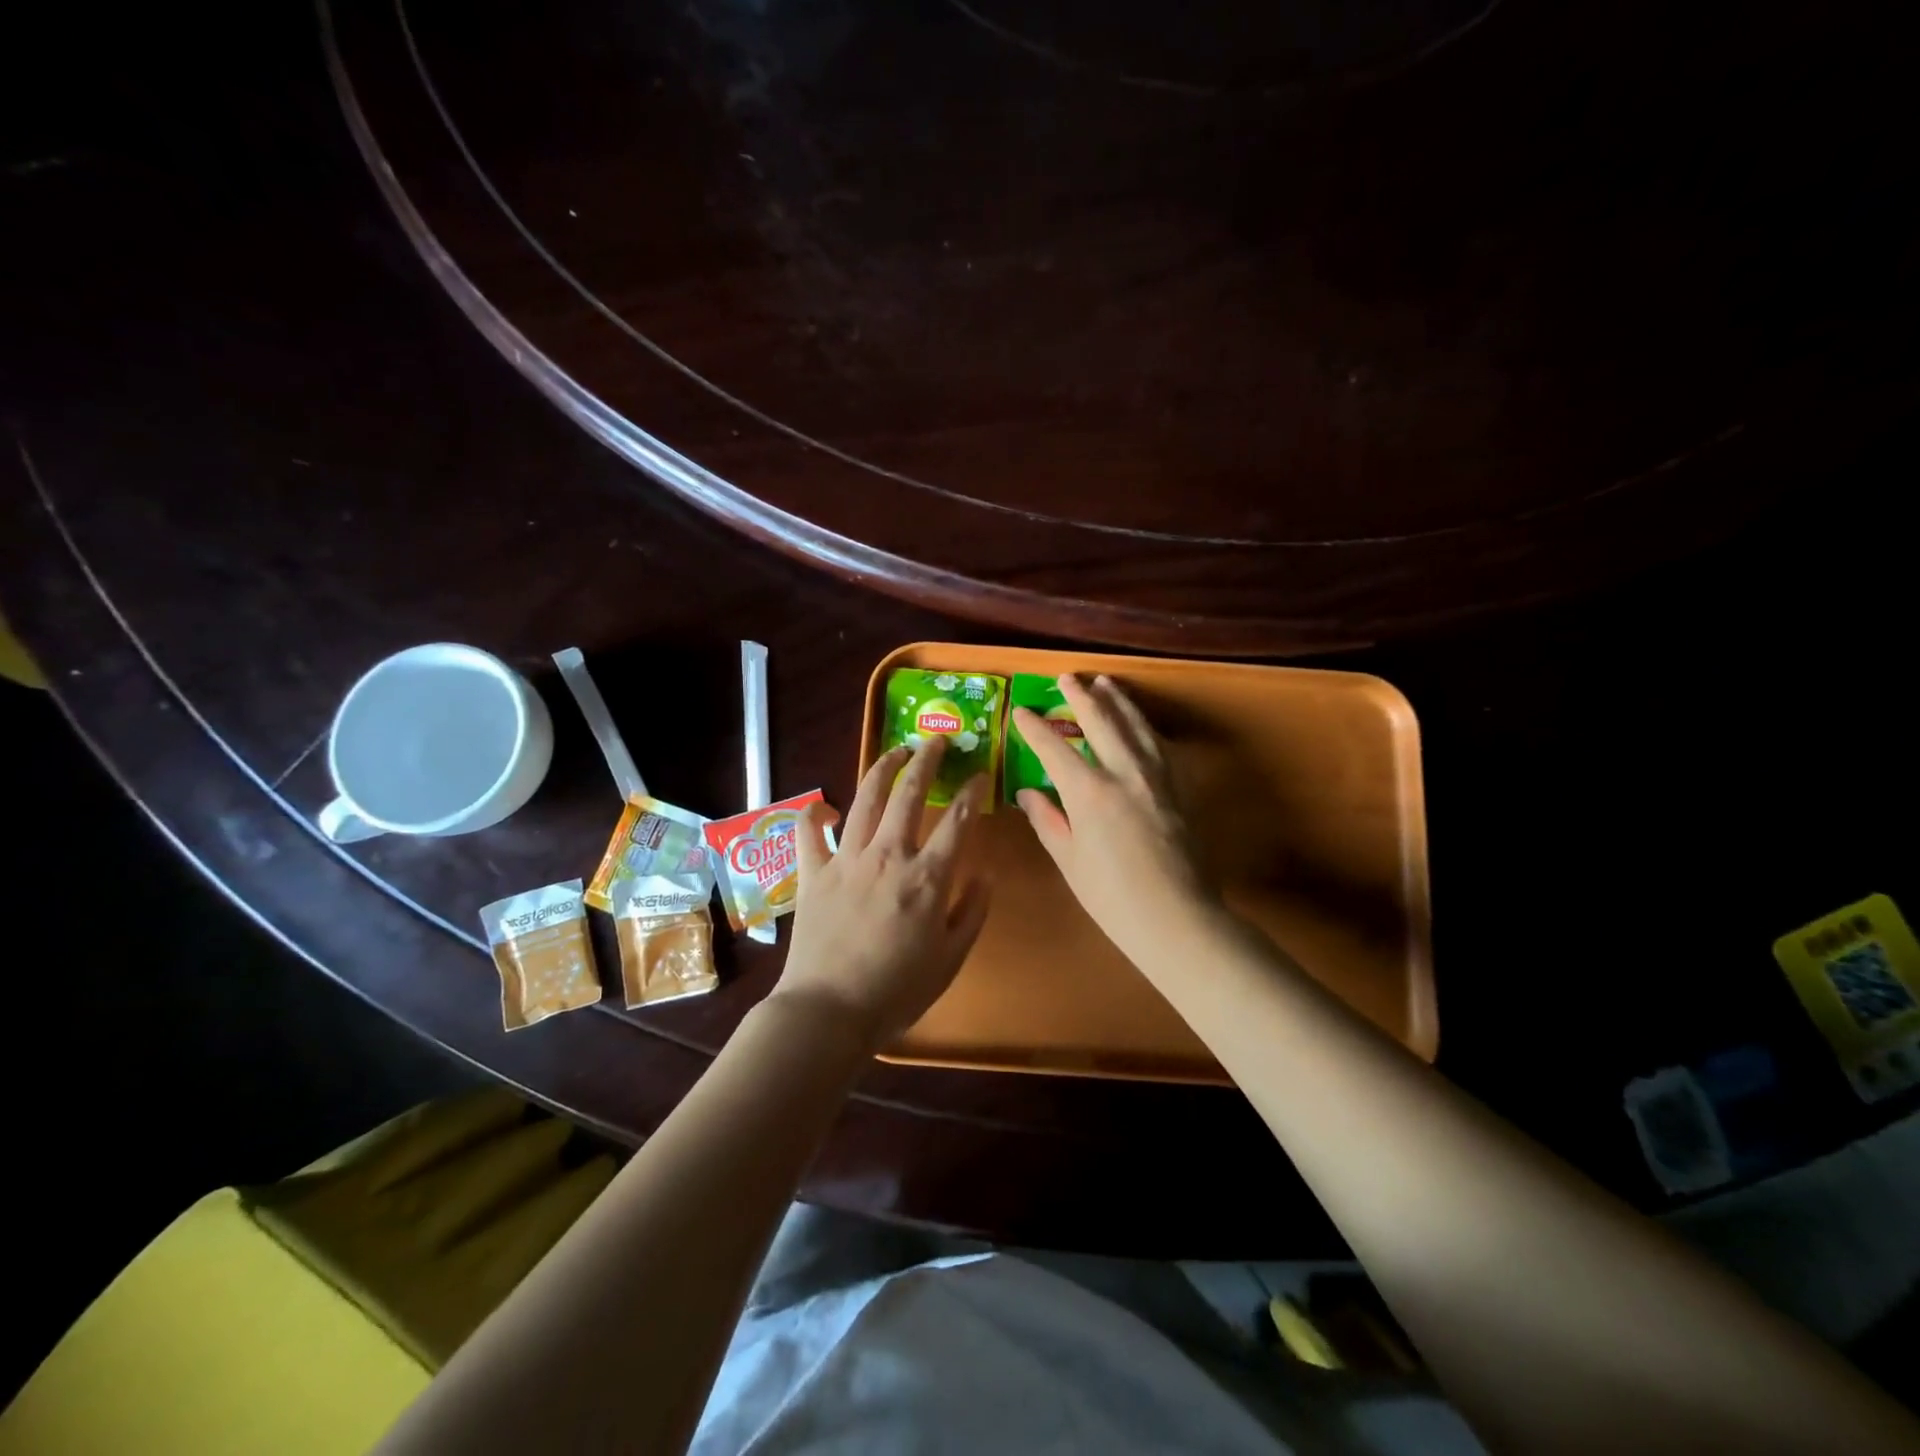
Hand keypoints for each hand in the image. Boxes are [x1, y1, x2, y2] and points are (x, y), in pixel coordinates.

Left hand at [773, 737, 991, 1051]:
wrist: (829, 1011)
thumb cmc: (897, 991)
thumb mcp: (951, 959)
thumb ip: (971, 911)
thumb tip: (985, 872)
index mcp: (927, 877)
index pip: (958, 820)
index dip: (972, 791)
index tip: (979, 774)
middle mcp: (888, 856)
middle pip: (909, 794)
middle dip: (925, 761)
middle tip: (934, 741)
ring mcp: (846, 860)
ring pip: (865, 799)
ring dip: (882, 769)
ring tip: (894, 751)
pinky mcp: (813, 873)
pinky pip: (809, 832)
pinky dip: (815, 813)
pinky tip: (825, 805)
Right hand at [1012, 674, 1214, 966]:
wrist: (1177, 918)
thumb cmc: (1112, 897)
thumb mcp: (1069, 860)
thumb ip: (1047, 820)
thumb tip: (1027, 793)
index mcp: (1090, 792)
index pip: (1054, 748)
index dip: (1034, 727)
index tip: (1021, 711)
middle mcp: (1124, 772)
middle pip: (1102, 721)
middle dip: (1082, 696)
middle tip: (1067, 678)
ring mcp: (1157, 777)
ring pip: (1136, 725)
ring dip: (1119, 701)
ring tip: (1107, 684)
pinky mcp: (1178, 788)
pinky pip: (1159, 745)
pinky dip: (1145, 727)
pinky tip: (1140, 724)